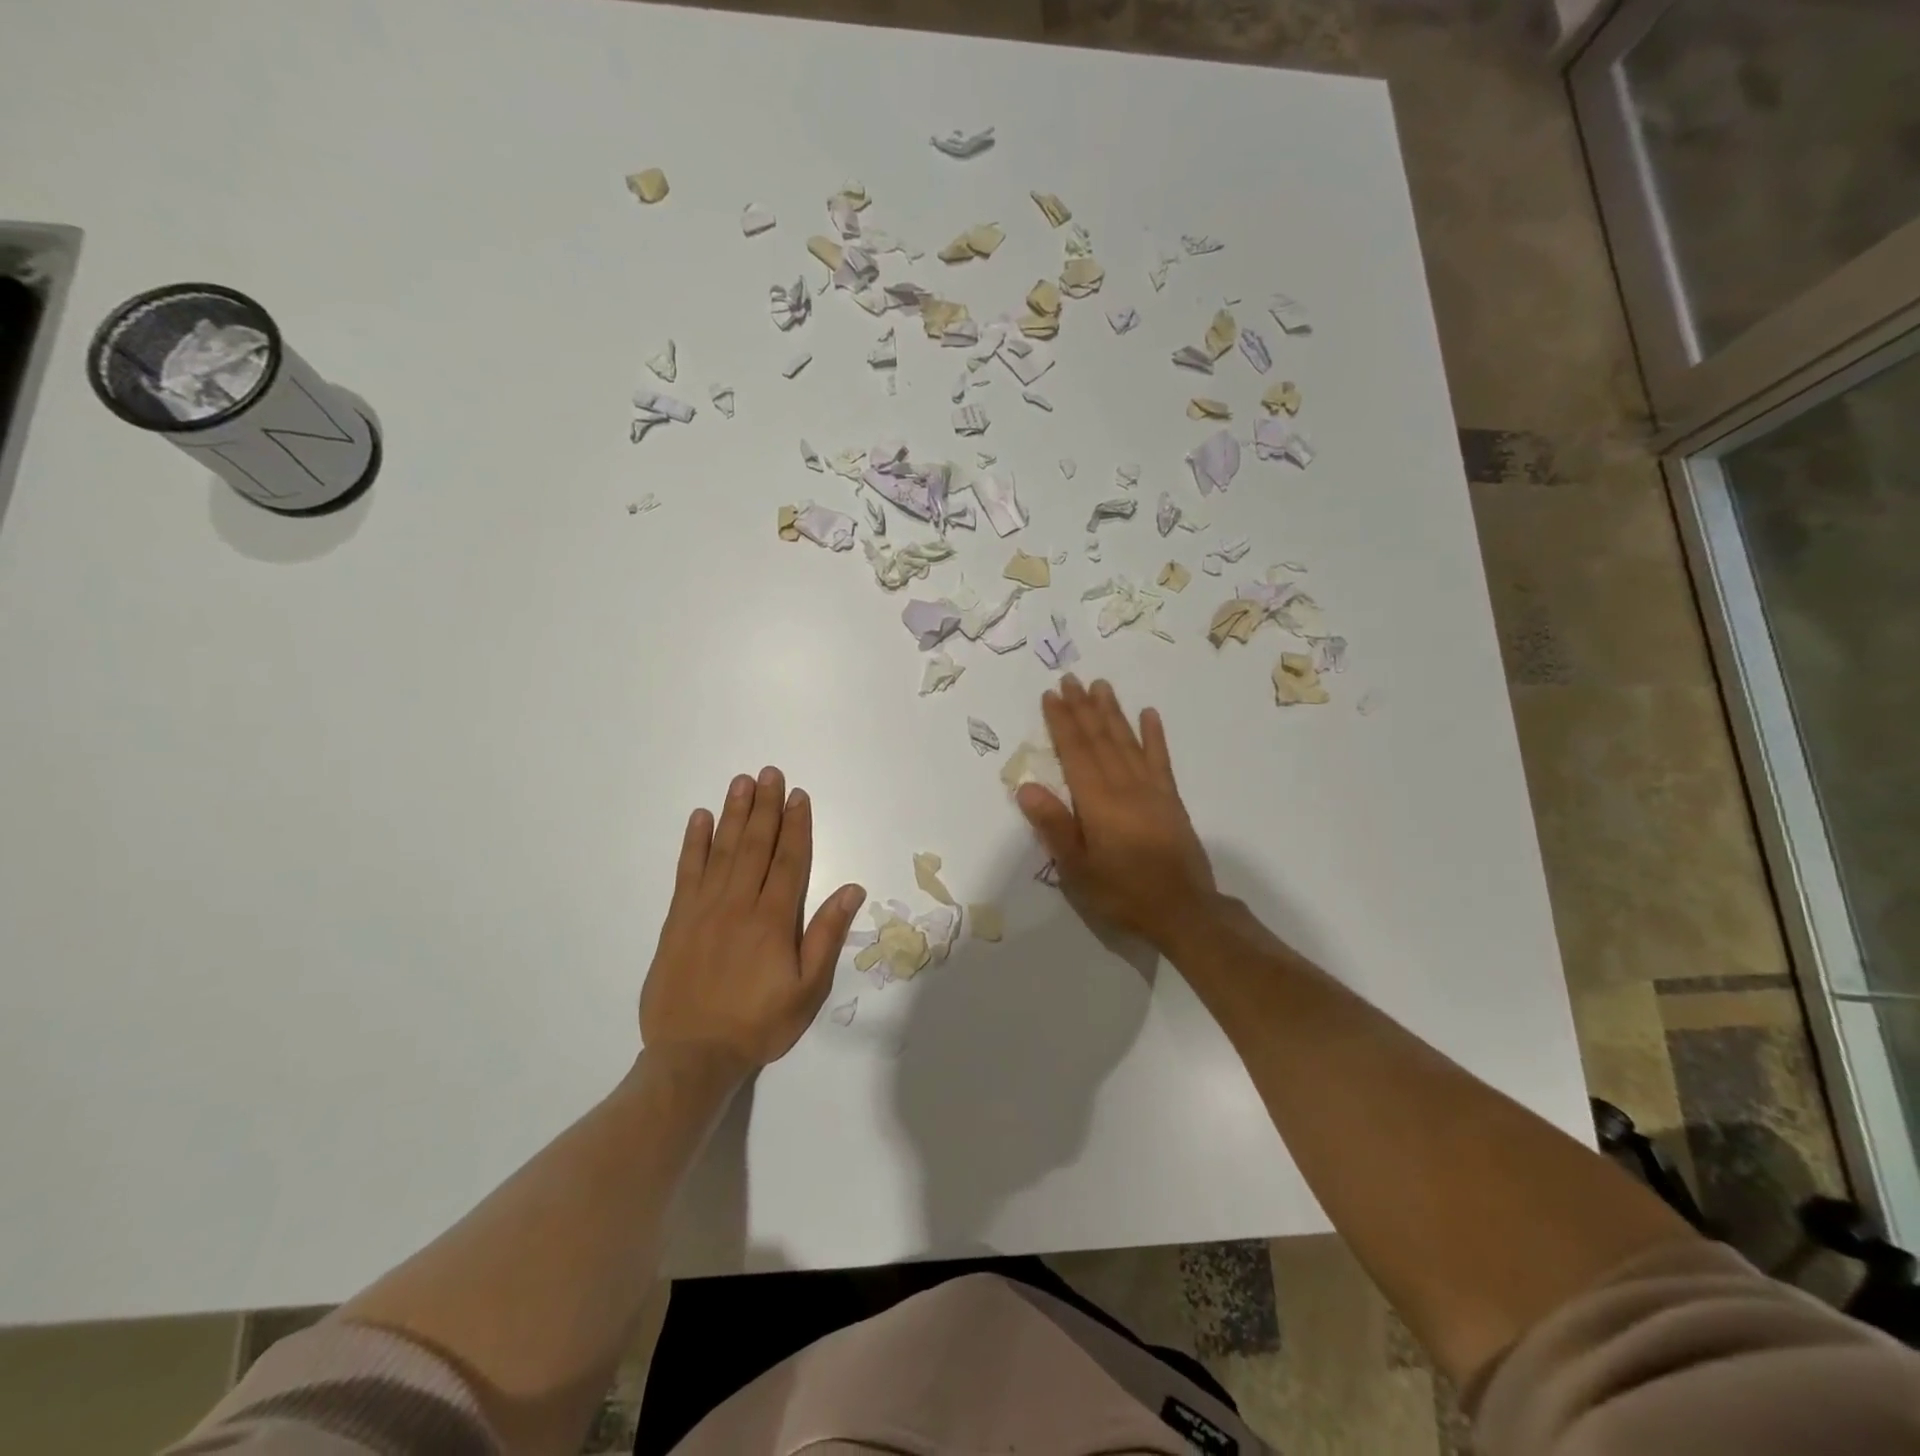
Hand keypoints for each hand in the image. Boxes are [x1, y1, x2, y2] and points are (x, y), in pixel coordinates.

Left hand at [641, 767, 864, 1072]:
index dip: (797, 825)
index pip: (790, 860)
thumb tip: (852, 889)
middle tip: (770, 773)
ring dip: (734, 814)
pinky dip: (694, 843)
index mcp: (773, 920)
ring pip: (723, 850)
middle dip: (765, 807)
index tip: (799, 796)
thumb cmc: (759, 1024)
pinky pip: (687, 871)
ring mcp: (704, 909)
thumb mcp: (807, 990)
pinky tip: (700, 818)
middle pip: (755, 845)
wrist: (692, 1056)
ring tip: (741, 782)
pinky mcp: (677, 920)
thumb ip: (826, 936)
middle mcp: (738, 904)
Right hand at [1015, 675, 1219, 951]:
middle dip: (1083, 707)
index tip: (1051, 695)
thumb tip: (1026, 787)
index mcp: (1097, 801)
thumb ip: (1054, 826)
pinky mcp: (1171, 798)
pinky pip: (1160, 759)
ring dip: (1113, 712)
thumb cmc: (1122, 892)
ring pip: (1127, 741)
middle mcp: (1124, 785)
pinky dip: (1154, 735)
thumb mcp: (1077, 869)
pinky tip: (1149, 714)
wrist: (1183, 910)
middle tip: (1071, 679)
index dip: (1062, 722)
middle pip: (1100, 738)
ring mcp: (1151, 789)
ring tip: (1101, 685)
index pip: (1075, 751)